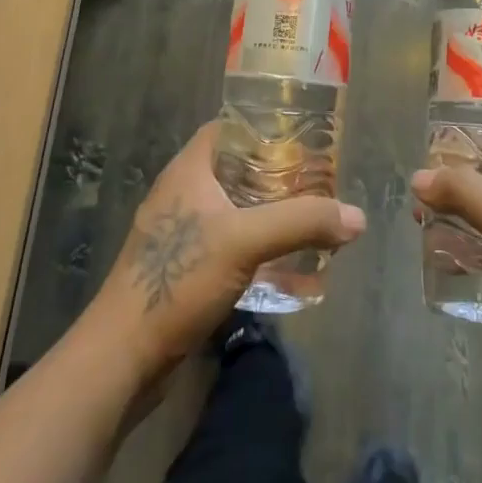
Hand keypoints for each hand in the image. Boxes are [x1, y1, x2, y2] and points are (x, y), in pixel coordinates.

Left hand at [88, 121, 366, 387]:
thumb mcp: (244, 241)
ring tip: (310, 217)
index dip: (265, 126)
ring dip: (269, 211)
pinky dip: (257, 244)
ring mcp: (181, 232)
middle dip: (278, 173)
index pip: (229, 128)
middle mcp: (183, 193)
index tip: (304, 136)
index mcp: (188, 170)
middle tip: (319, 180)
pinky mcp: (184, 267)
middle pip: (237, 168)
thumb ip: (301, 223)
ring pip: (235, 207)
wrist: (123, 356)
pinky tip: (285, 260)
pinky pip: (229, 242)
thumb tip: (357, 217)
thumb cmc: (177, 279)